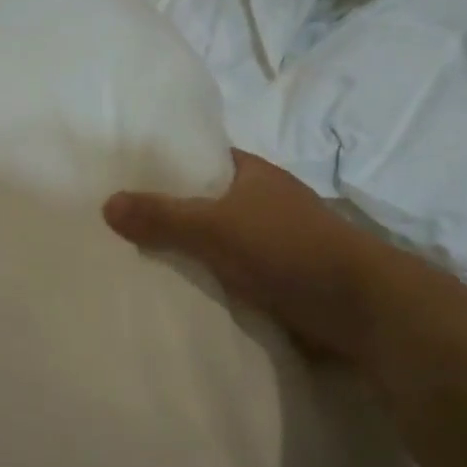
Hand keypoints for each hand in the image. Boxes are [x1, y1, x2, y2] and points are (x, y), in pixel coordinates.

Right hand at [104, 151, 373, 359]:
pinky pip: (229, 274)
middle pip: (205, 202)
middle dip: (169, 213)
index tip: (125, 177)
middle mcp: (263, 202)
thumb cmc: (286, 249)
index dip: (167, 165)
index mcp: (252, 174)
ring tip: (133, 260)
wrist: (358, 308)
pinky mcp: (278, 279)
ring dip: (187, 252)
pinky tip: (174, 292)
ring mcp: (272, 242)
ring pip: (217, 242)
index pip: (202, 158)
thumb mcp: (215, 227)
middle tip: (118, 225)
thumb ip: (163, 216)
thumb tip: (107, 203)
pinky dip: (207, 281)